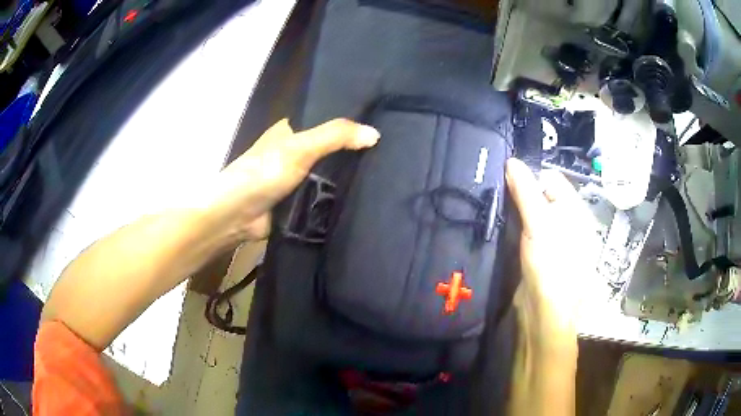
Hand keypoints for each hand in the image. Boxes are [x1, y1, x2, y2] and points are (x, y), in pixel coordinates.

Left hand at [211, 118, 379, 239]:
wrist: (237, 216)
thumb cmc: (263, 173)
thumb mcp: (300, 148)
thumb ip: (335, 137)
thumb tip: (376, 134)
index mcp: (290, 131)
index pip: (325, 122)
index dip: (349, 125)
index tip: (379, 129)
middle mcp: (292, 152)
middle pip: (329, 150)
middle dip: (352, 154)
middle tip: (386, 156)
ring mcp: (295, 179)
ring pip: (327, 174)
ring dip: (347, 178)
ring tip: (382, 176)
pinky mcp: (297, 202)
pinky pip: (322, 196)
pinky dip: (337, 198)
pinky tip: (363, 198)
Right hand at [505, 158, 598, 339]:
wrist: (545, 314)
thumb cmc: (551, 264)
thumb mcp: (539, 224)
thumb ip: (526, 192)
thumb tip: (511, 161)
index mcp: (575, 211)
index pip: (552, 179)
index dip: (531, 175)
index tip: (505, 177)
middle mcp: (566, 222)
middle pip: (541, 195)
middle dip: (520, 192)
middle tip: (495, 191)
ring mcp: (552, 239)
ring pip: (531, 213)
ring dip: (514, 209)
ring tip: (493, 206)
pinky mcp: (538, 254)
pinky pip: (525, 231)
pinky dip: (513, 226)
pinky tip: (499, 227)